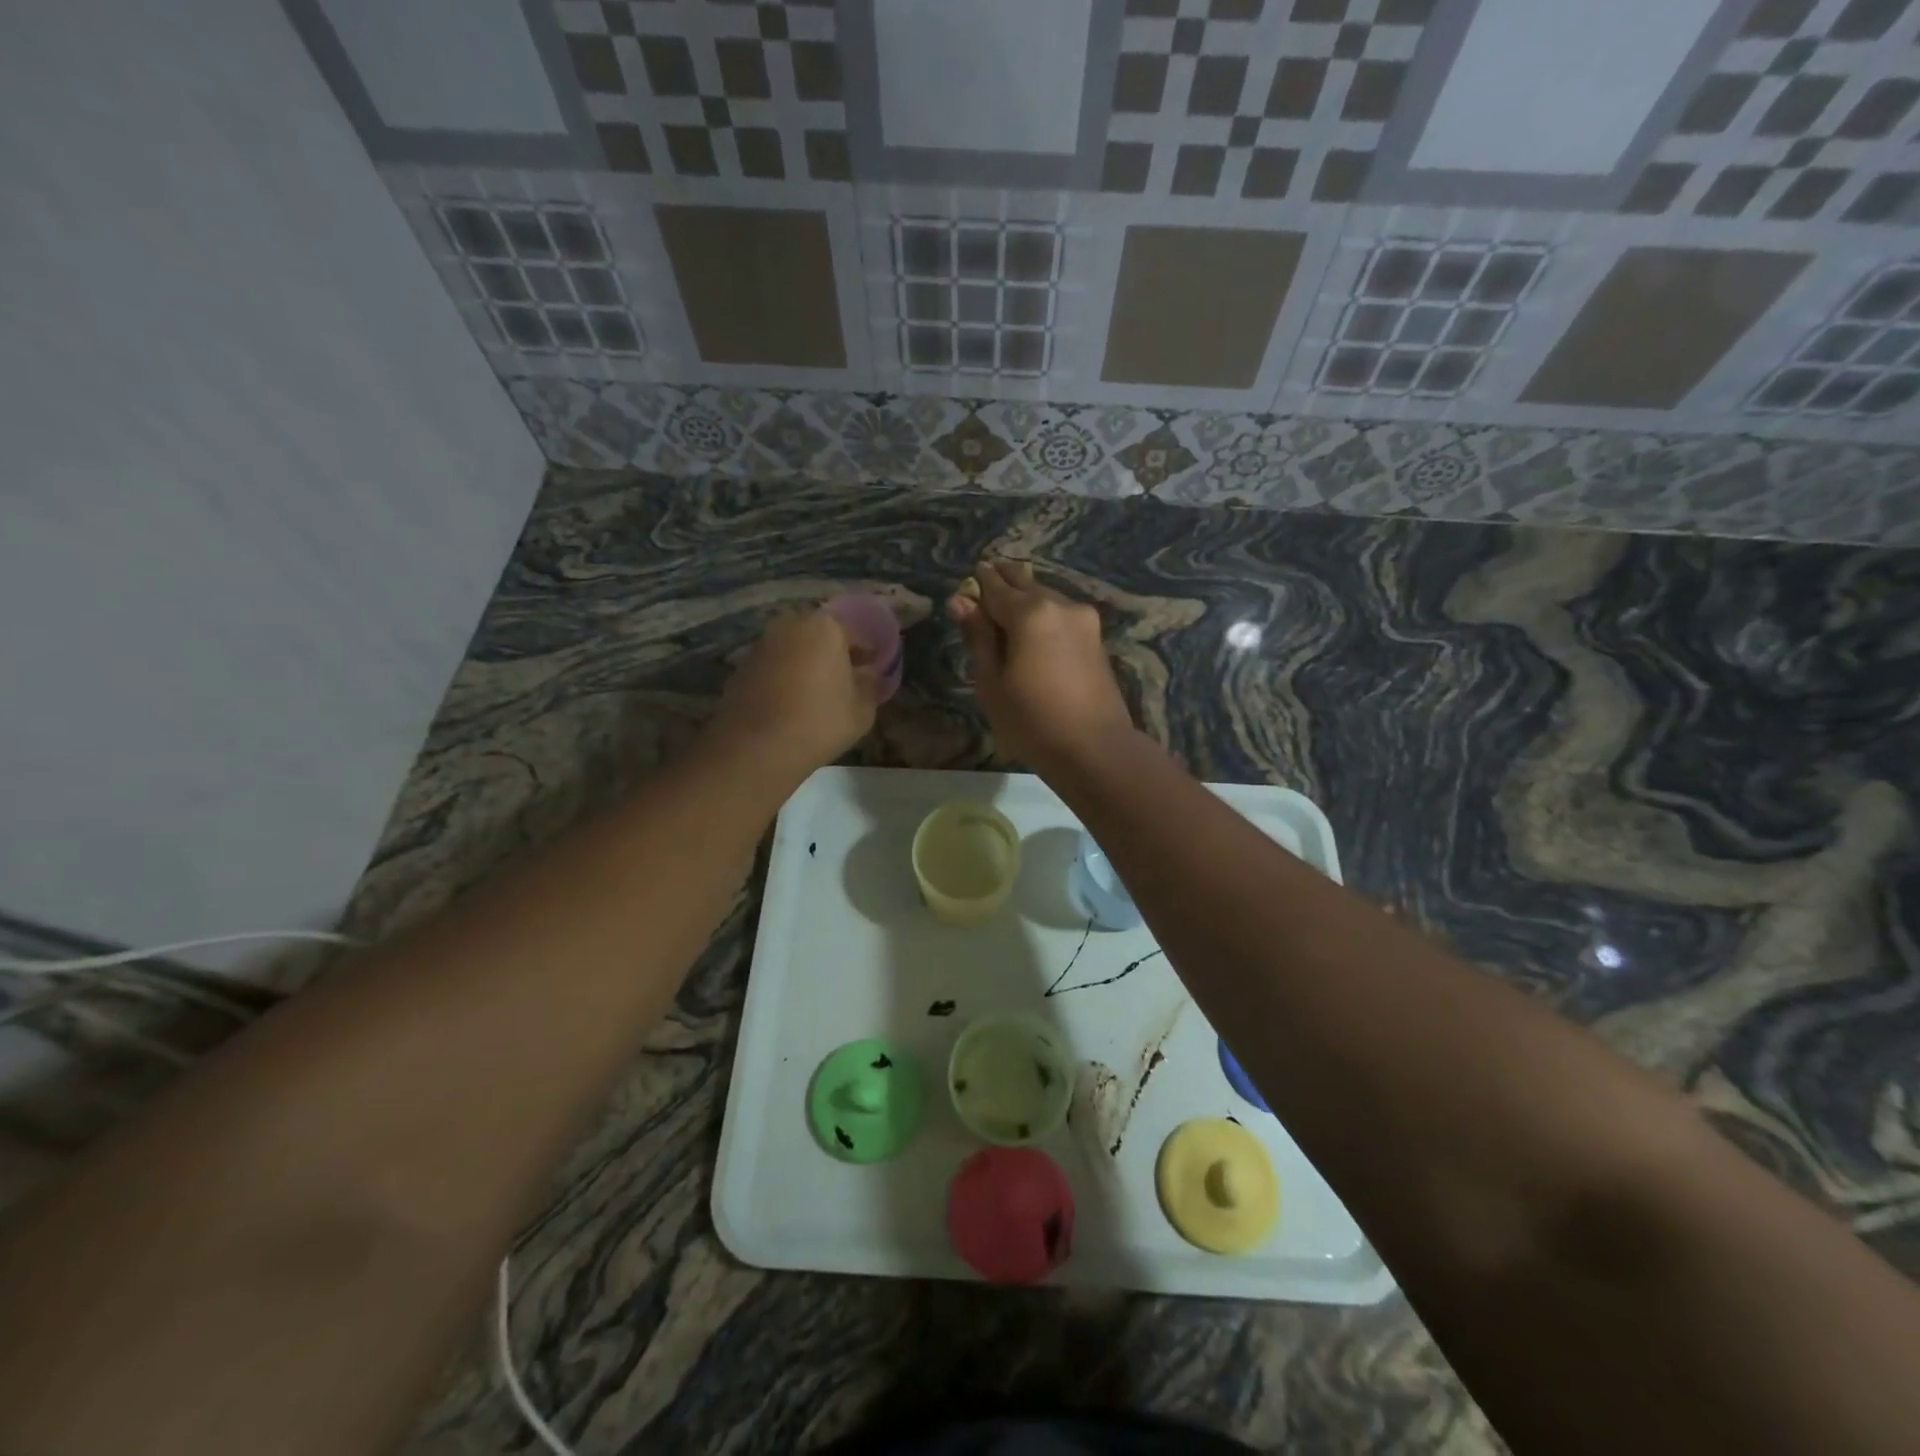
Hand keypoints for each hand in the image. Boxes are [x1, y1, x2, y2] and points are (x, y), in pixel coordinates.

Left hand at [706, 609, 880, 776]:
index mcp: (826, 627)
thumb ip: (871, 685)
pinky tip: (791, 704)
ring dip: (807, 664)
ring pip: (795, 649)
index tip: (873, 671)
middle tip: (846, 681)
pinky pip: (774, 666)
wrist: (756, 748)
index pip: (856, 632)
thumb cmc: (819, 723)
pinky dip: (785, 677)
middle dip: (835, 654)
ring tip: (819, 694)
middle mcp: (791, 625)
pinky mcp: (741, 666)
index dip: (868, 652)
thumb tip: (869, 674)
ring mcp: (762, 644)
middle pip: (821, 635)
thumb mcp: (862, 710)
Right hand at [948, 560, 1134, 772]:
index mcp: (1030, 613)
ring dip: (1026, 597)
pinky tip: (1034, 628)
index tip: (968, 581)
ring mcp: (1083, 619)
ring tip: (1008, 608)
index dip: (978, 584)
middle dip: (1004, 581)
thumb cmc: (1032, 721)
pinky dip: (1044, 613)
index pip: (995, 587)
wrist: (1095, 749)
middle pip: (1025, 583)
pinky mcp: (1096, 637)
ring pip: (1046, 596)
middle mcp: (1059, 604)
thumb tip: (961, 601)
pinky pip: (1062, 613)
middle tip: (987, 580)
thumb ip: (978, 637)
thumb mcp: (992, 683)